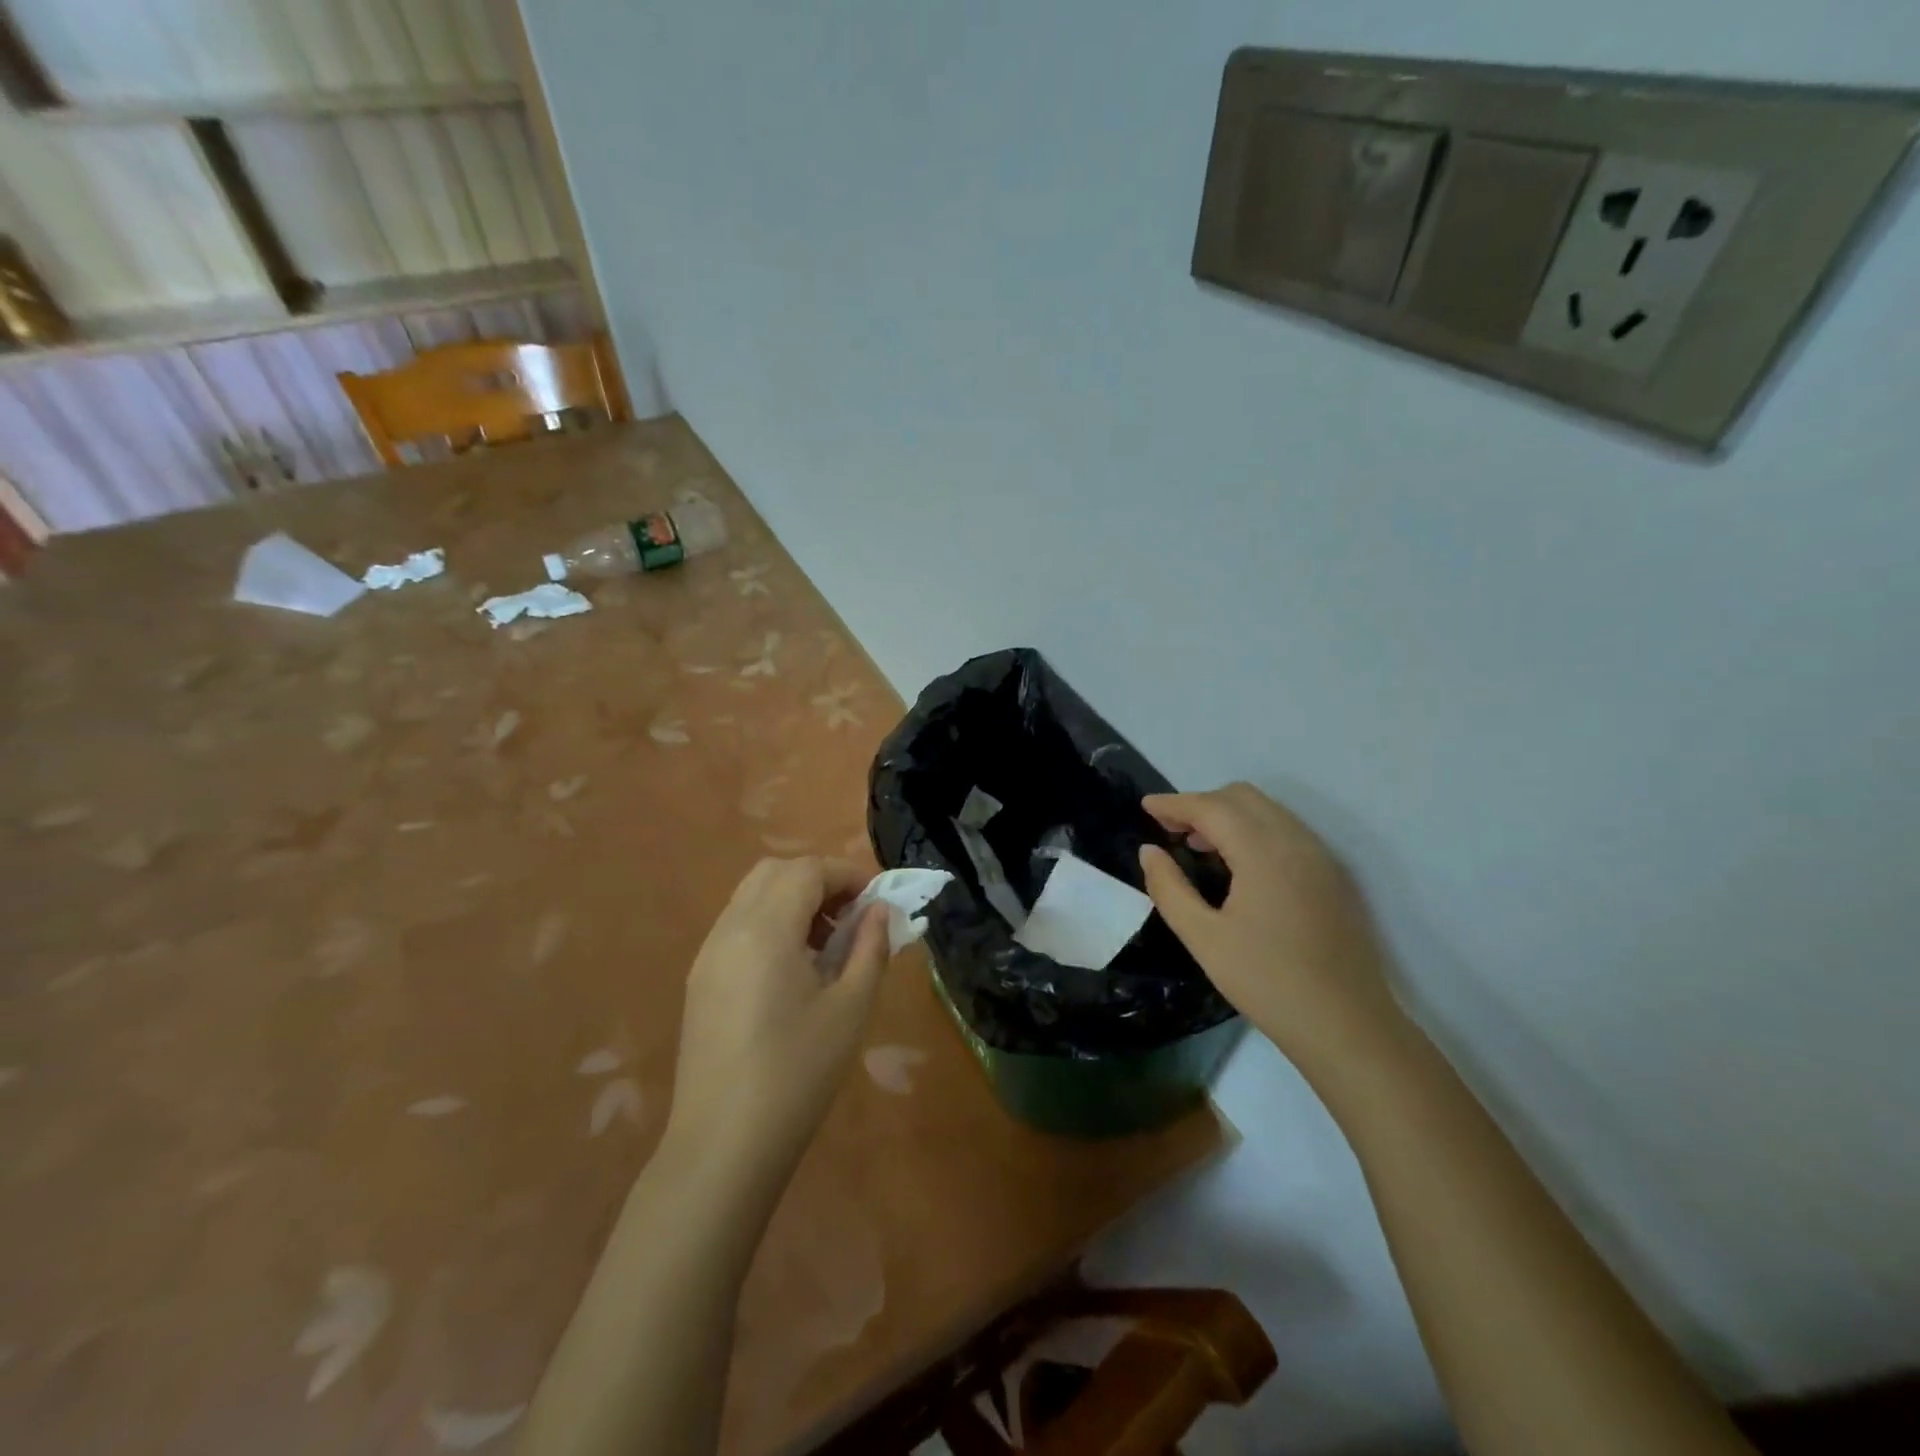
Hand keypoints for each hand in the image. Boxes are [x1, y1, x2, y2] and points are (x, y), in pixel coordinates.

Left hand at [664, 857, 890, 1183]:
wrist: (722, 1146)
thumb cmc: (797, 1074)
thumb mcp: (851, 1009)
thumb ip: (870, 948)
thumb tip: (879, 910)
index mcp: (765, 930)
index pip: (807, 870)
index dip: (847, 874)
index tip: (877, 901)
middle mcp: (729, 929)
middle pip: (775, 872)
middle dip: (818, 880)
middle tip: (851, 917)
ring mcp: (708, 955)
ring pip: (752, 896)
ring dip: (793, 900)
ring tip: (826, 945)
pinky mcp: (700, 981)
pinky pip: (737, 926)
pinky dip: (770, 923)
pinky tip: (794, 970)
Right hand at [1138, 784, 1402, 1078]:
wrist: (1347, 1026)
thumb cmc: (1266, 982)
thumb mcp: (1203, 937)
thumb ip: (1169, 888)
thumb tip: (1150, 851)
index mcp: (1263, 851)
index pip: (1212, 807)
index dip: (1175, 803)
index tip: (1145, 807)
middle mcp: (1296, 841)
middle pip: (1242, 797)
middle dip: (1202, 803)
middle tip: (1171, 830)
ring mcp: (1320, 857)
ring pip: (1268, 811)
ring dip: (1229, 815)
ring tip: (1199, 846)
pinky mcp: (1333, 876)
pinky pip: (1287, 831)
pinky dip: (1255, 830)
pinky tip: (1239, 866)